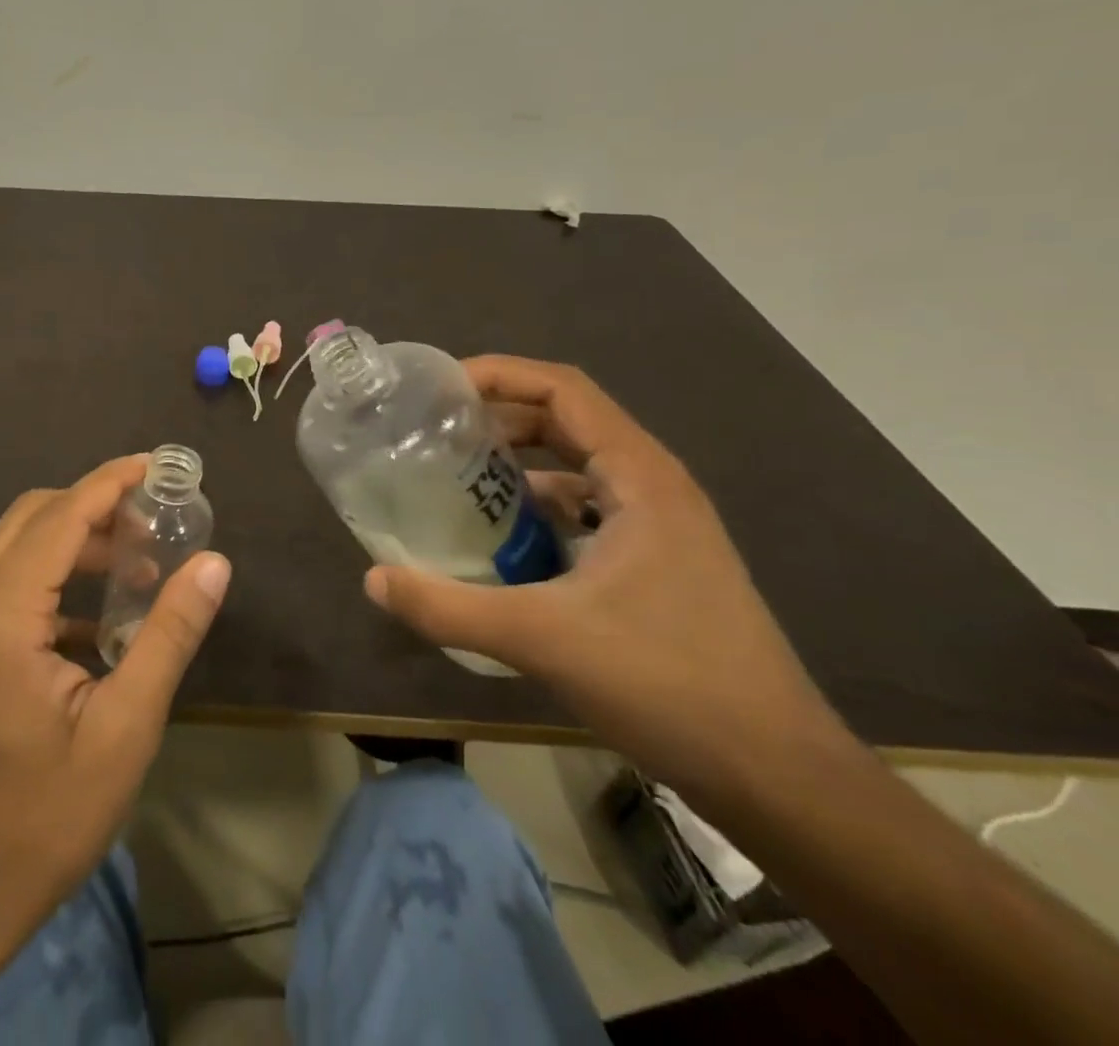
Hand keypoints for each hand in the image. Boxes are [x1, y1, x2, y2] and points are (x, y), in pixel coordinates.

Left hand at [0, 455, 230, 945]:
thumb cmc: (49, 813)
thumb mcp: (126, 725)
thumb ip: (170, 634)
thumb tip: (213, 564)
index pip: (60, 517)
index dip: (110, 482)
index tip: (156, 466)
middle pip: (34, 515)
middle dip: (96, 505)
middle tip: (156, 518)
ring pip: (20, 541)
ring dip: (78, 536)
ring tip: (141, 561)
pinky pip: (10, 575)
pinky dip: (57, 568)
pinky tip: (104, 606)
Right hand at [365, 357, 848, 798]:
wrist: (778, 778)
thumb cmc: (669, 684)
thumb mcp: (543, 639)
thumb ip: (449, 607)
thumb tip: (373, 580)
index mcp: (640, 478)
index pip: (563, 390)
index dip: (499, 374)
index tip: (439, 388)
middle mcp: (653, 487)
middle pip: (566, 421)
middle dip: (498, 418)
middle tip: (433, 431)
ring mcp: (660, 527)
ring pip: (576, 468)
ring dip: (517, 465)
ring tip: (452, 479)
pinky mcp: (657, 564)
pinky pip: (585, 511)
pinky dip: (538, 510)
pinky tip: (498, 542)